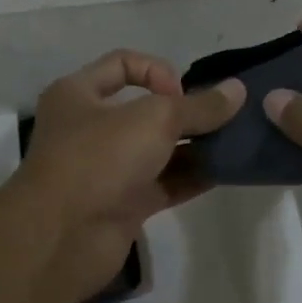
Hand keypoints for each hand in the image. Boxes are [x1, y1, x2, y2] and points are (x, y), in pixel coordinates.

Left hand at [15, 49, 245, 302]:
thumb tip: (238, 90)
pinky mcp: (123, 204)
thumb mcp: (155, 119)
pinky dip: (191, 177)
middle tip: (221, 120)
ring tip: (232, 145)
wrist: (63, 238)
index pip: (123, 64)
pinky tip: (223, 172)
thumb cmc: (100, 158)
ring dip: (194, 146)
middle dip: (185, 113)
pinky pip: (164, 183)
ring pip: (158, 149)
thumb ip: (200, 106)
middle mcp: (90, 128)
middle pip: (146, 110)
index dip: (158, 71)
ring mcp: (107, 169)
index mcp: (79, 95)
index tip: (181, 94)